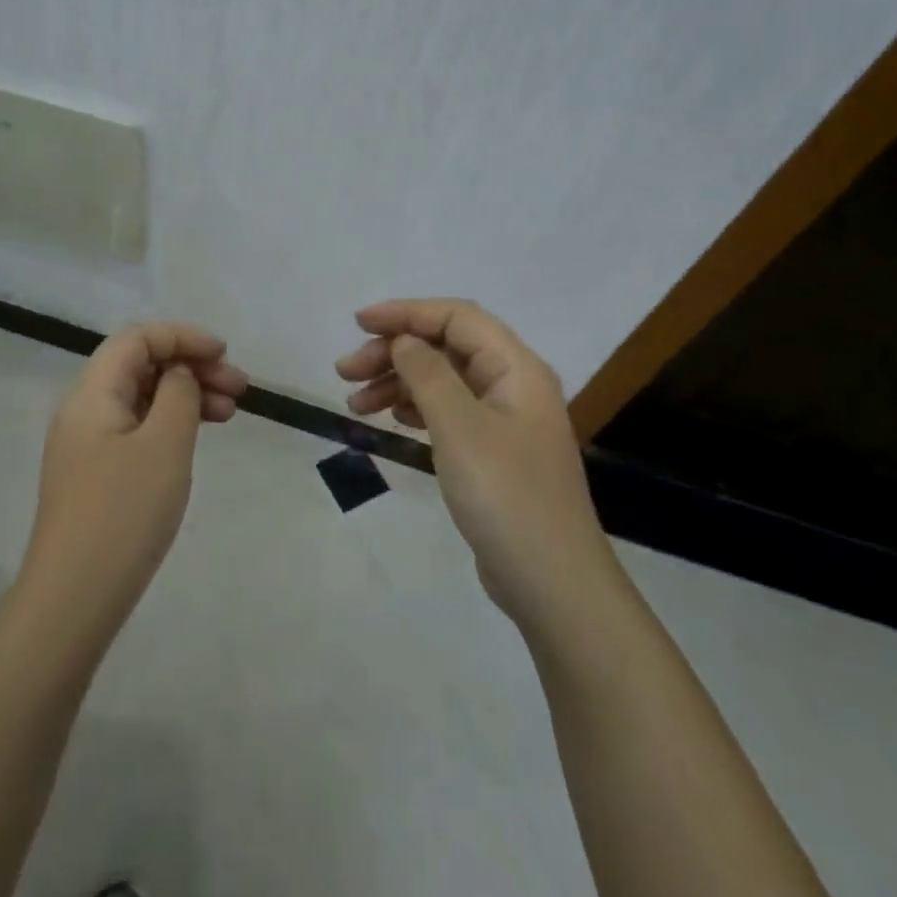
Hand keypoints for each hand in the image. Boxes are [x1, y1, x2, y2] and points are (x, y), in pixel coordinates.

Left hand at [24, 322, 248, 630]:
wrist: (75, 598)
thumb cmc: (124, 513)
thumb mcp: (164, 444)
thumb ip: (178, 394)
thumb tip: (179, 374)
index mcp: (92, 394)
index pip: (137, 339)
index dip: (182, 337)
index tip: (224, 354)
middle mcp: (85, 410)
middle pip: (140, 365)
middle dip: (191, 367)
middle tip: (240, 388)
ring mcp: (89, 444)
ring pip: (143, 398)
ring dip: (186, 395)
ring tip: (230, 413)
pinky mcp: (98, 473)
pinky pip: (139, 428)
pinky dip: (171, 423)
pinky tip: (197, 437)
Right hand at [337, 299, 615, 631]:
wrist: (551, 583)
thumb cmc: (505, 496)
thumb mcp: (459, 428)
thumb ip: (428, 374)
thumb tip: (403, 341)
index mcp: (516, 368)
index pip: (457, 317)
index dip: (406, 313)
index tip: (358, 323)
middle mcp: (513, 385)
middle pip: (446, 347)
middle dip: (394, 351)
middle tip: (344, 371)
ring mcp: (504, 421)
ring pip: (443, 380)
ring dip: (398, 382)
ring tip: (354, 402)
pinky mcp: (492, 452)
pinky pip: (447, 412)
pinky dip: (415, 408)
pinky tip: (389, 419)